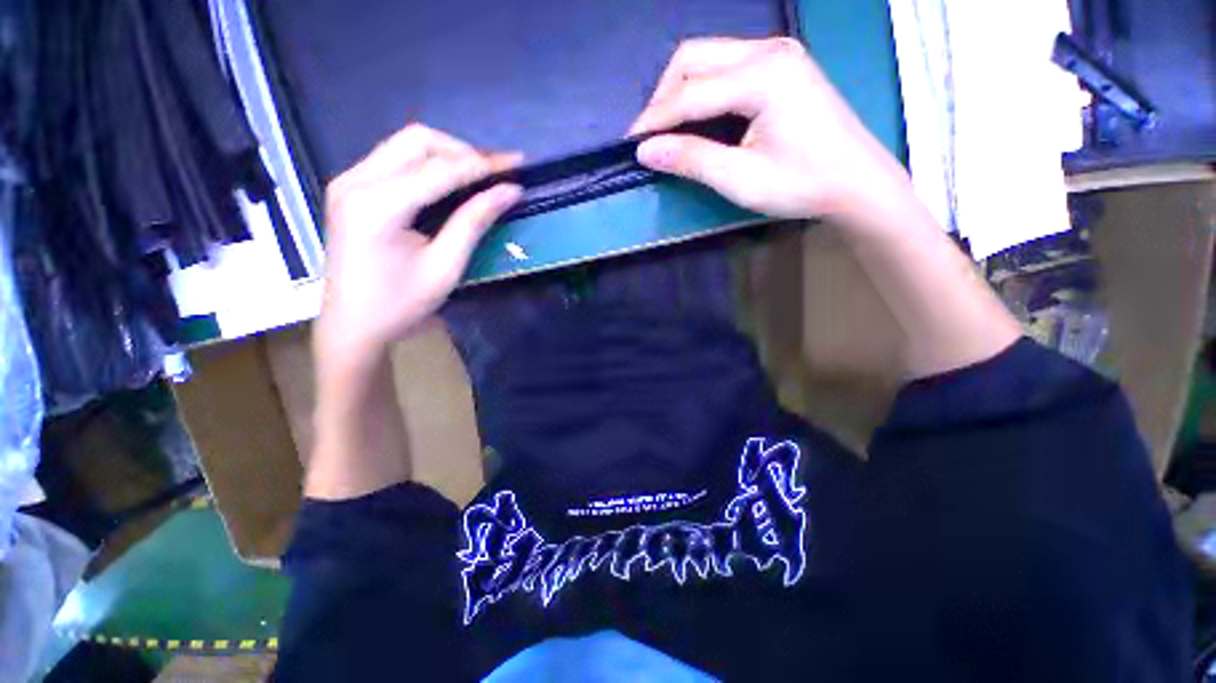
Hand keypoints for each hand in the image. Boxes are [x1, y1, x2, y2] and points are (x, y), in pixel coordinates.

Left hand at [315, 124, 521, 366]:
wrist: (353, 326)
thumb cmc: (401, 305)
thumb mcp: (445, 266)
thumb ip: (474, 222)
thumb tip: (509, 192)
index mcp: (377, 204)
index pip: (440, 169)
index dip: (483, 164)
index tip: (517, 163)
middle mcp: (356, 180)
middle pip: (417, 140)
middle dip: (463, 151)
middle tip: (495, 174)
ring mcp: (348, 181)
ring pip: (404, 144)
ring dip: (446, 155)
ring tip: (479, 177)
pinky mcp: (350, 189)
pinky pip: (394, 160)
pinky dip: (427, 165)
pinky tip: (448, 183)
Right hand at [631, 37, 906, 220]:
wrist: (858, 182)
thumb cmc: (803, 184)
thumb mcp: (741, 179)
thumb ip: (692, 159)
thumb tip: (646, 151)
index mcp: (763, 75)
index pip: (690, 92)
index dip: (655, 119)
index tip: (631, 144)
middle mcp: (769, 50)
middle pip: (694, 58)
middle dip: (663, 97)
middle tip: (650, 137)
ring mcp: (778, 53)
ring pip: (708, 58)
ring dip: (680, 91)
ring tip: (667, 130)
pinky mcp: (781, 65)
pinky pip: (726, 66)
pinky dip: (701, 90)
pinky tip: (696, 117)